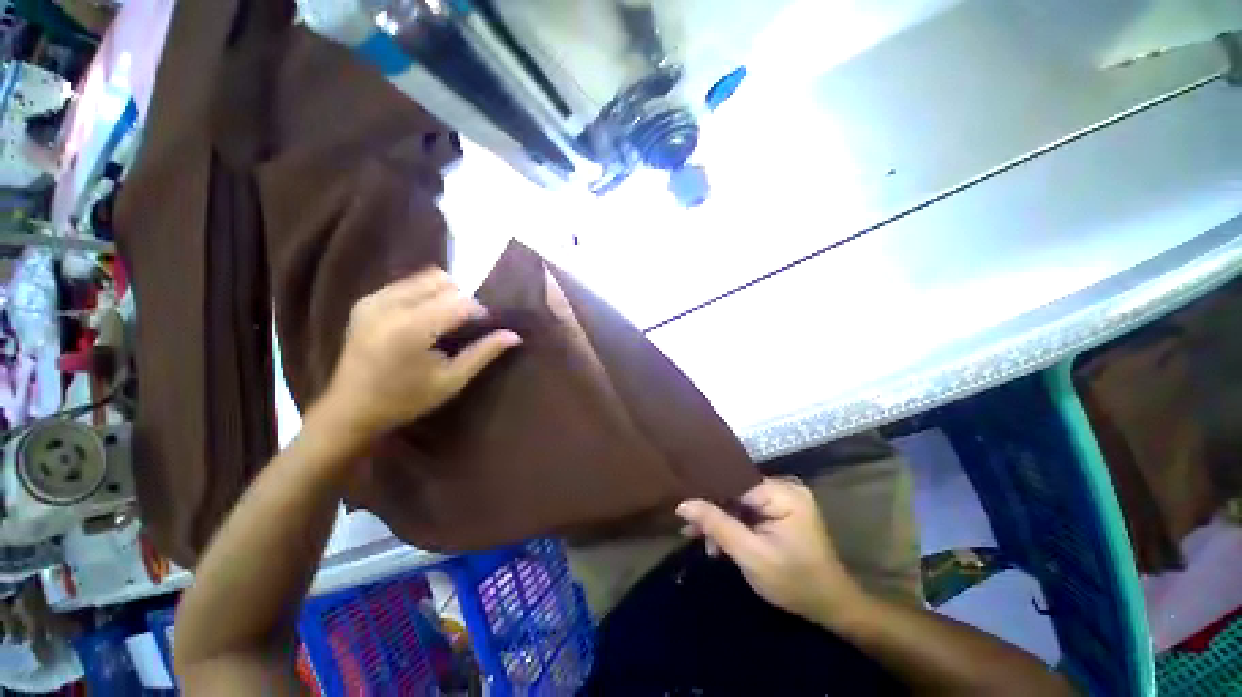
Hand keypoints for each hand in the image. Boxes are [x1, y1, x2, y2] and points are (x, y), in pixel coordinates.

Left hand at [319, 268, 521, 442]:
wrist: (350, 408)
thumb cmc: (406, 399)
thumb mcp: (451, 380)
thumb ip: (484, 353)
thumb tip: (515, 336)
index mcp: (411, 328)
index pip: (460, 302)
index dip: (480, 311)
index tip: (486, 327)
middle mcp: (390, 305)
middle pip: (443, 283)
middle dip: (462, 300)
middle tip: (465, 325)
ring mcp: (374, 300)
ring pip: (426, 278)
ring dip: (445, 294)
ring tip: (447, 321)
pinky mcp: (367, 300)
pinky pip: (407, 283)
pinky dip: (425, 293)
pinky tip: (426, 318)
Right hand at [676, 478, 866, 627]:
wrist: (832, 607)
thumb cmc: (794, 582)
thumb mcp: (750, 555)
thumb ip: (717, 525)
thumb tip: (683, 504)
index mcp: (782, 492)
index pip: (734, 485)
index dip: (708, 498)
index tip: (685, 513)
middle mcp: (784, 487)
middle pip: (736, 494)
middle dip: (714, 515)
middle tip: (691, 533)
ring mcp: (784, 499)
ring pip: (740, 504)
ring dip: (723, 524)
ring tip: (707, 546)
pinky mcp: (783, 511)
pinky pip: (750, 511)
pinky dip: (736, 527)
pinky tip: (722, 544)